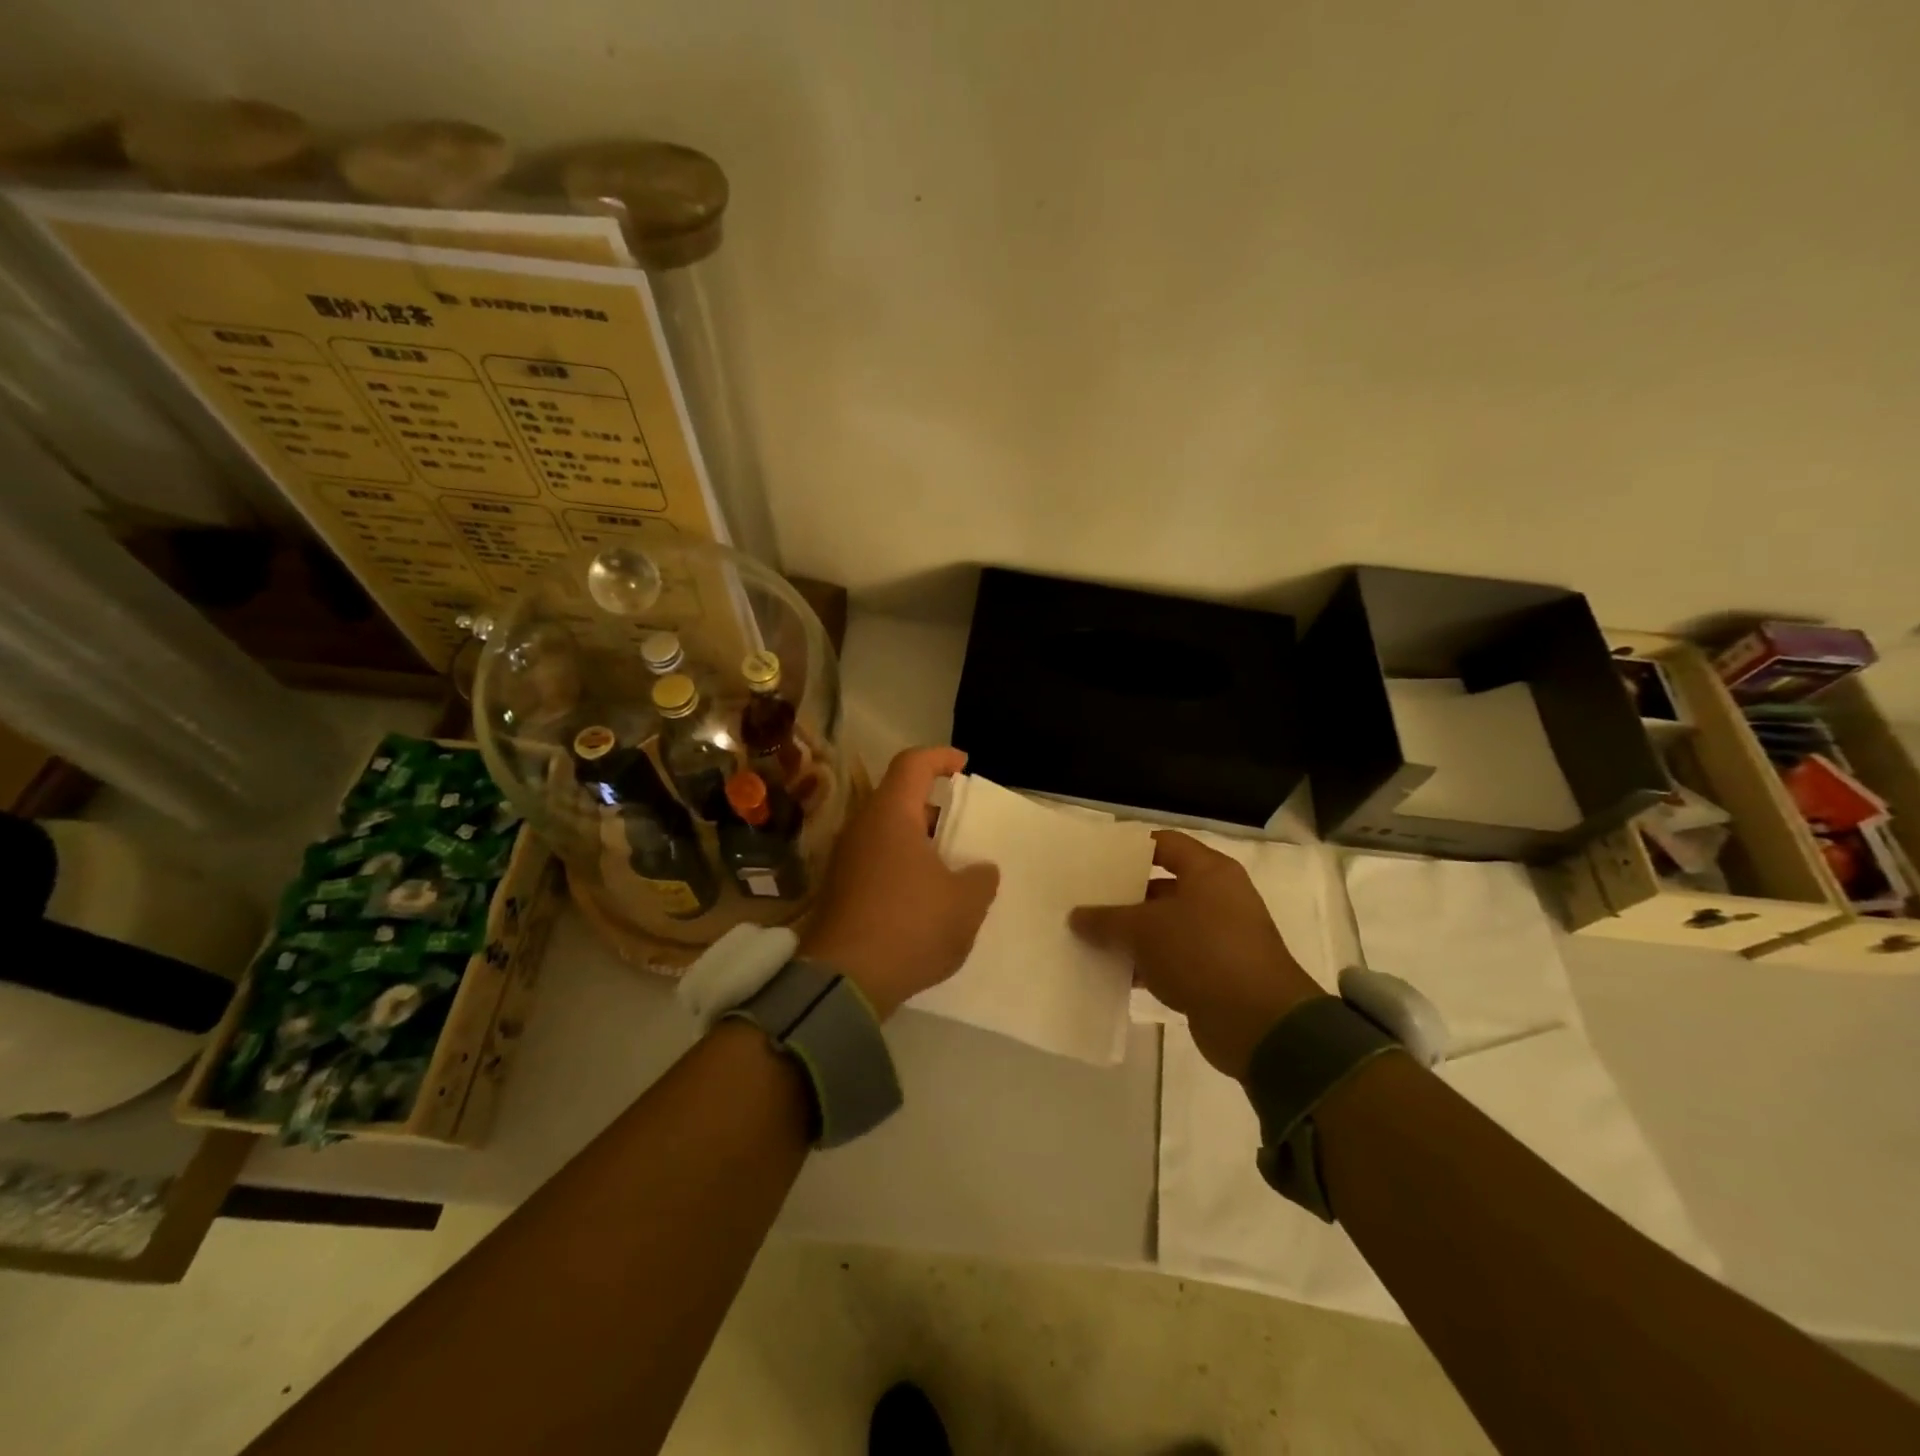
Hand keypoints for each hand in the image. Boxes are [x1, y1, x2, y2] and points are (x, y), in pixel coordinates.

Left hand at [801, 747, 999, 1018]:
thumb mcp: (965, 903)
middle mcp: (862, 828)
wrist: (845, 981)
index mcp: (890, 815)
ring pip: (886, 833)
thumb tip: (980, 870)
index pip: (912, 764)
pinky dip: (902, 865)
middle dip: (932, 806)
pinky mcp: (839, 890)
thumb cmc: (911, 926)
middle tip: (961, 824)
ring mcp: (845, 860)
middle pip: (897, 798)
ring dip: (918, 840)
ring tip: (949, 864)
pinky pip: (876, 861)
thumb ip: (981, 878)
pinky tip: (924, 895)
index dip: (940, 757)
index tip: (963, 765)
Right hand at [1069, 831, 1323, 1079]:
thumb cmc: (1202, 953)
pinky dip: (1146, 964)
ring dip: (1132, 935)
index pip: (1165, 845)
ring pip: (1165, 927)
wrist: (1259, 1023)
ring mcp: (1219, 937)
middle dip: (1124, 896)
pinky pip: (1172, 959)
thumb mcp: (1144, 930)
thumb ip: (1106, 919)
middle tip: (1085, 900)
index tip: (1096, 859)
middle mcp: (1218, 898)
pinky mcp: (1215, 973)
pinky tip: (1113, 973)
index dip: (1130, 850)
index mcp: (1209, 872)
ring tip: (1089, 938)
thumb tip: (1076, 916)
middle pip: (1162, 887)